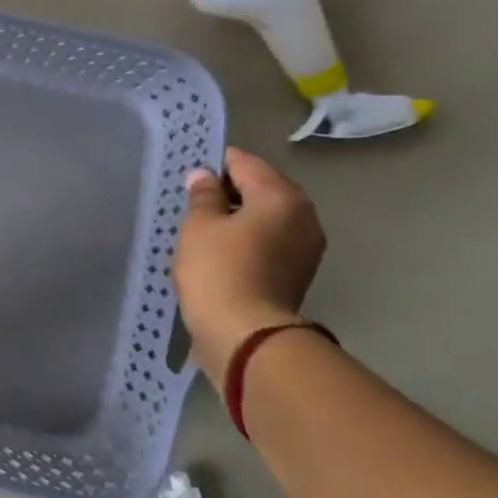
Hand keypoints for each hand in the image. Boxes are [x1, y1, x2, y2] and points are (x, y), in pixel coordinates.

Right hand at [174, 147, 326, 390]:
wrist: (245, 335)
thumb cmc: (218, 270)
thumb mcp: (199, 226)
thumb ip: (203, 196)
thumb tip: (205, 176)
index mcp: (281, 196)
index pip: (245, 163)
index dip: (216, 162)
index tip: (191, 172)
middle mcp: (303, 216)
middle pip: (262, 189)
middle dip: (230, 191)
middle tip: (195, 202)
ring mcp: (306, 247)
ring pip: (267, 217)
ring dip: (240, 218)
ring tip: (205, 229)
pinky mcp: (297, 273)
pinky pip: (270, 242)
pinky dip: (248, 240)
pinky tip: (221, 252)